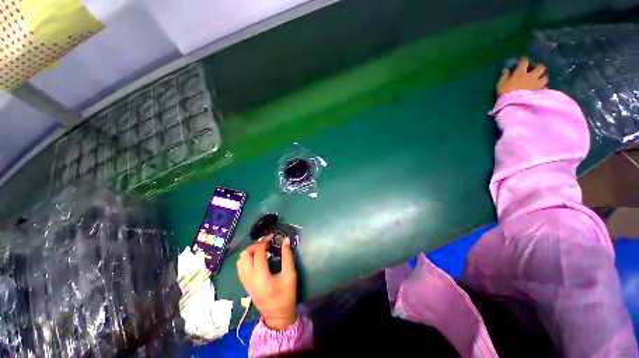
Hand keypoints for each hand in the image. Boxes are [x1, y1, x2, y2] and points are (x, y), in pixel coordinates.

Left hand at [236, 235, 296, 330]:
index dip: (264, 241)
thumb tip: (286, 240)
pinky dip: (246, 258)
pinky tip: (256, 258)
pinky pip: (240, 267)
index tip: (272, 236)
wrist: (277, 316)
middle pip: (245, 254)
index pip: (258, 252)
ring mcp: (245, 281)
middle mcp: (249, 277)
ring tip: (261, 249)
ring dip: (250, 251)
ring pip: (240, 260)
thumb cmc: (286, 295)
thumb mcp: (290, 275)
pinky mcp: (245, 284)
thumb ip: (287, 256)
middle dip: (255, 245)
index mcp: (261, 275)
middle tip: (266, 243)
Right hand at [497, 57, 548, 96]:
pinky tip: (541, 89)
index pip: (524, 61)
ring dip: (543, 78)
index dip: (523, 60)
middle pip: (540, 67)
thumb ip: (504, 76)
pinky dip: (544, 88)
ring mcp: (537, 84)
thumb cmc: (505, 93)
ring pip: (545, 77)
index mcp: (521, 72)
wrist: (514, 105)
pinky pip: (545, 88)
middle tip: (535, 70)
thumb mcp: (500, 84)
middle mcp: (532, 76)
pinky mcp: (540, 92)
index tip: (522, 60)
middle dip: (538, 67)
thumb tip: (507, 70)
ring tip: (539, 81)